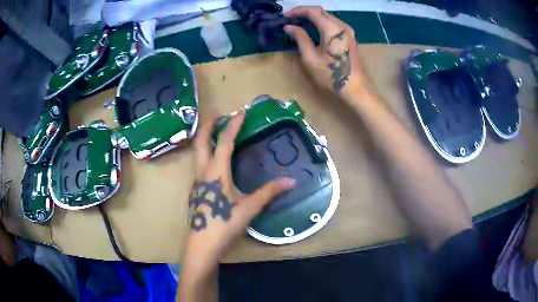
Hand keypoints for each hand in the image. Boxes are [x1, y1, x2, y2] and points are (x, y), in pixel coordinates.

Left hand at [183, 111, 294, 273]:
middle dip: (209, 125)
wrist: (203, 244)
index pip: (224, 141)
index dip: (233, 125)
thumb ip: (269, 192)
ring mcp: (197, 182)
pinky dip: (207, 155)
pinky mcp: (196, 191)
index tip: (240, 112)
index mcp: (216, 171)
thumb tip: (291, 181)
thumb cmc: (225, 223)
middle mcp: (203, 172)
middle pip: (201, 142)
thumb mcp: (249, 207)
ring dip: (206, 140)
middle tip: (220, 116)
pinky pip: (200, 166)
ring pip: (197, 153)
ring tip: (218, 135)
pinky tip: (216, 164)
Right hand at [284, 6, 369, 98]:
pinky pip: (333, 23)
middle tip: (290, 19)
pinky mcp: (350, 36)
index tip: (284, 16)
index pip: (312, 11)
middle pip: (320, 11)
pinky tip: (313, 29)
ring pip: (327, 16)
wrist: (357, 89)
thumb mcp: (311, 58)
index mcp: (332, 28)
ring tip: (299, 23)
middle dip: (304, 12)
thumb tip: (288, 26)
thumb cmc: (332, 75)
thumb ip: (300, 38)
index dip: (297, 11)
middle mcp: (342, 25)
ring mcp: (348, 31)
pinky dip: (321, 22)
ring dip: (312, 17)